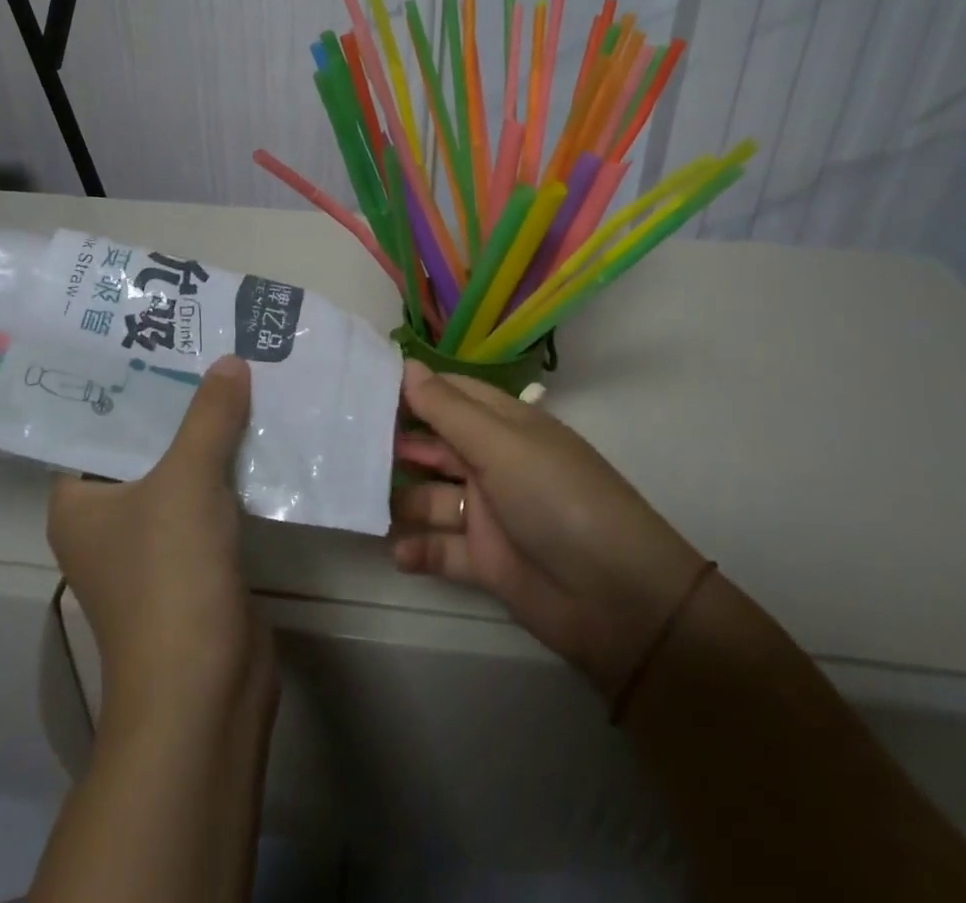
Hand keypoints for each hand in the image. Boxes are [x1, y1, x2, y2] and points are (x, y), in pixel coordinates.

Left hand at [49, 355, 273, 716]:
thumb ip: (208, 416)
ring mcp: (152, 544)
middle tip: (210, 347)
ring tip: (240, 376)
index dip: (130, 382)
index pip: (97, 425)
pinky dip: (229, 469)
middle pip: (145, 444)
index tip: (163, 339)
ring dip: (209, 434)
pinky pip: (209, 497)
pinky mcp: (193, 560)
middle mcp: (107, 520)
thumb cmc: (170, 573)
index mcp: (78, 501)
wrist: (204, 685)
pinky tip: (258, 433)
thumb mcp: (187, 479)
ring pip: (181, 471)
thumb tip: (230, 361)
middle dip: (180, 402)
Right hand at [393, 360, 704, 697]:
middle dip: (398, 445)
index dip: (412, 390)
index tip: (362, 387)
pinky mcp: (487, 561)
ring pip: (433, 497)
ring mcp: (490, 513)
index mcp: (506, 425)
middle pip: (437, 445)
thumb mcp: (501, 446)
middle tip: (348, 446)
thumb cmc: (557, 499)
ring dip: (402, 500)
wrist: (617, 600)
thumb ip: (448, 410)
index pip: (452, 394)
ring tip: (363, 501)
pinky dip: (420, 548)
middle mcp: (495, 463)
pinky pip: (443, 548)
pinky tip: (399, 551)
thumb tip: (406, 365)